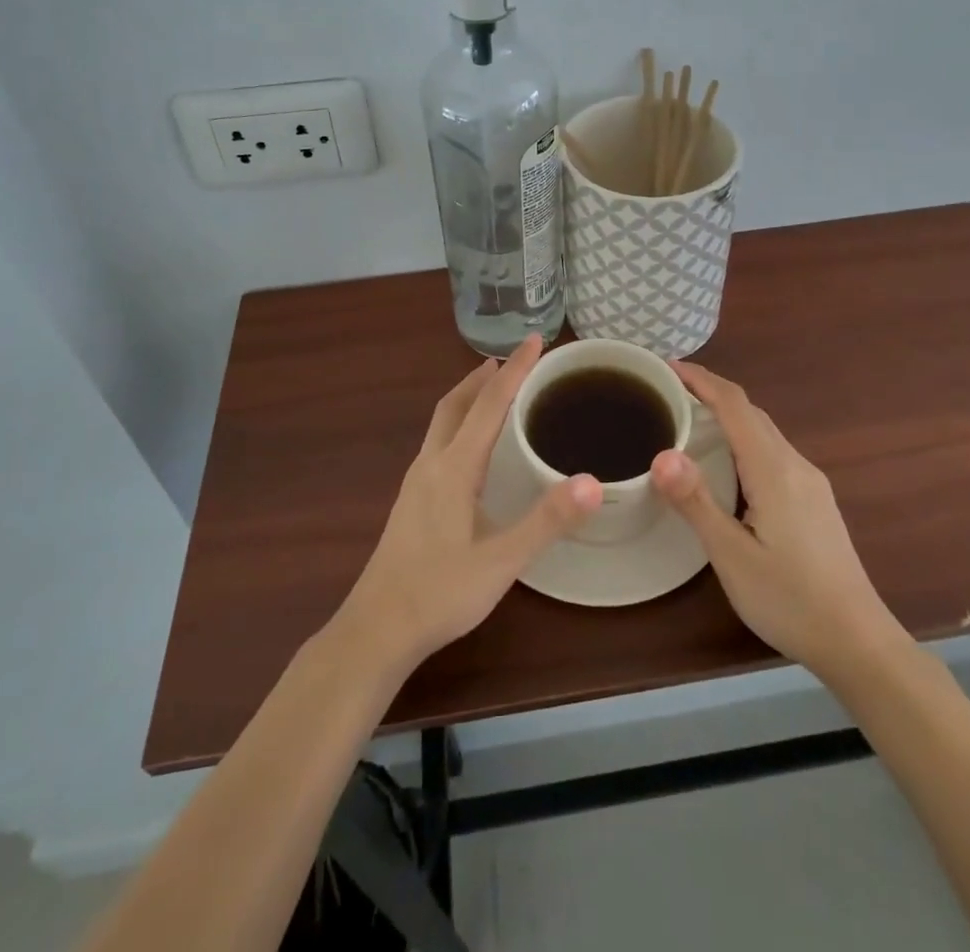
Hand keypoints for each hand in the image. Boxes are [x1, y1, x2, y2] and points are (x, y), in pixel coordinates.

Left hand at [333, 336, 601, 673]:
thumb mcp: (501, 561)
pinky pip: (439, 442)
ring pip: (443, 422)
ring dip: (469, 397)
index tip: (536, 339)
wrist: (376, 630)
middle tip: (515, 360)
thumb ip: (547, 521)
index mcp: (454, 467)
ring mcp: (416, 482)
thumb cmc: (439, 593)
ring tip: (494, 390)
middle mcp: (431, 463)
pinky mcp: (412, 500)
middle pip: (456, 403)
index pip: (489, 403)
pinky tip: (471, 448)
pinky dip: (460, 423)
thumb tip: (593, 482)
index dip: (514, 369)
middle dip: (485, 376)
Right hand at [653, 362, 905, 683]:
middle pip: (751, 412)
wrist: (859, 642)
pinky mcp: (815, 501)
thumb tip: (661, 454)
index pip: (734, 405)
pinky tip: (727, 462)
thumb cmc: (790, 600)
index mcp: (774, 470)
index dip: (700, 379)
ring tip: (689, 419)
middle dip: (710, 392)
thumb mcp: (732, 556)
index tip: (665, 367)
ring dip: (728, 415)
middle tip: (667, 392)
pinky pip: (773, 451)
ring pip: (764, 431)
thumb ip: (697, 503)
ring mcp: (810, 482)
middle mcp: (795, 465)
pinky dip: (743, 438)